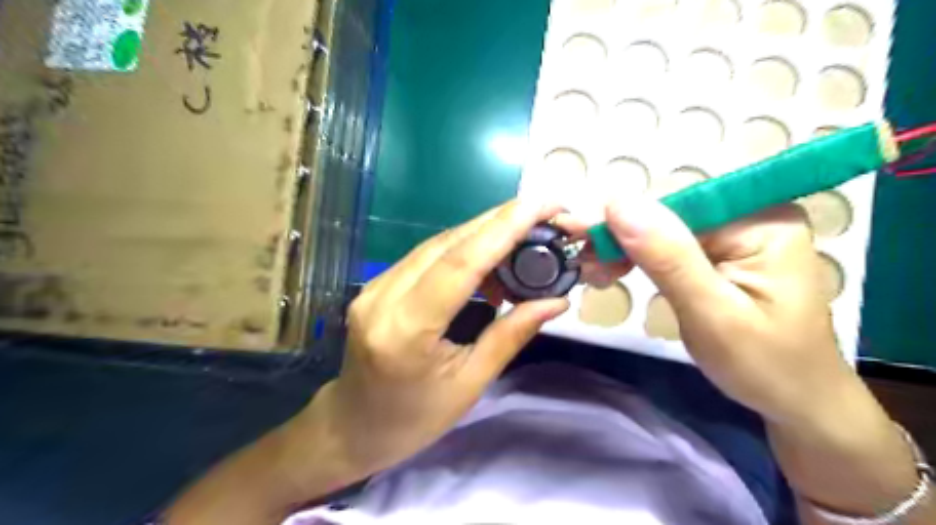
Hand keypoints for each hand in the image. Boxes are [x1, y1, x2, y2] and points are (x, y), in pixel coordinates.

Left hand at [314, 202, 566, 479]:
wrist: (353, 426)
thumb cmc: (414, 418)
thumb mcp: (470, 384)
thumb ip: (510, 335)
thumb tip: (554, 301)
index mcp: (406, 330)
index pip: (459, 264)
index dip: (501, 229)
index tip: (539, 205)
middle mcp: (382, 297)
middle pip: (446, 244)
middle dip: (498, 221)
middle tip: (541, 211)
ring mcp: (373, 287)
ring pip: (435, 244)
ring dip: (482, 232)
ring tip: (524, 230)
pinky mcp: (376, 285)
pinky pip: (425, 256)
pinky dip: (462, 248)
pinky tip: (489, 255)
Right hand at [599, 198, 853, 424]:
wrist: (797, 402)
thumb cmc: (764, 365)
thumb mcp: (713, 315)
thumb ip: (668, 258)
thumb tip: (619, 203)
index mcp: (762, 221)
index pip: (676, 205)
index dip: (623, 218)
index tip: (576, 233)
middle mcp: (749, 215)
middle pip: (667, 215)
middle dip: (619, 238)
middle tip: (580, 263)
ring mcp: (735, 234)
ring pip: (661, 230)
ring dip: (622, 249)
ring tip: (593, 273)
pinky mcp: (721, 253)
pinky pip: (668, 247)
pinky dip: (637, 259)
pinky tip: (614, 271)